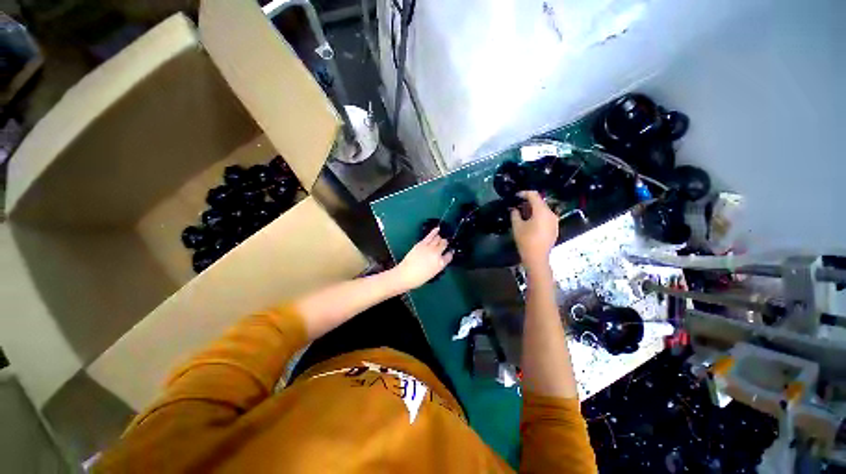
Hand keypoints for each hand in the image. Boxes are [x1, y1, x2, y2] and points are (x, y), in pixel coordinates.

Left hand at [394, 228, 453, 289]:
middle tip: (445, 243)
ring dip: (440, 238)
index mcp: (441, 264)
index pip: (449, 256)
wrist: (405, 274)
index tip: (450, 251)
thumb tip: (440, 258)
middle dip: (445, 243)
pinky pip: (430, 236)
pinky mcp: (422, 243)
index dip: (450, 253)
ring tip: (440, 237)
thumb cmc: (419, 278)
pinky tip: (437, 229)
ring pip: (438, 238)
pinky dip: (434, 231)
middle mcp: (437, 254)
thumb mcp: (433, 273)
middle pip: (444, 244)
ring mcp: (429, 247)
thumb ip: (438, 264)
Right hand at [510, 191, 557, 271]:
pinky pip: (546, 217)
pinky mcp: (555, 228)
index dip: (524, 193)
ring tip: (523, 214)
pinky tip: (531, 222)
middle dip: (528, 202)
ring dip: (533, 209)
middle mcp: (551, 213)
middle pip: (540, 202)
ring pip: (543, 210)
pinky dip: (538, 216)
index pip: (534, 195)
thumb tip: (514, 209)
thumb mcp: (517, 226)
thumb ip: (515, 214)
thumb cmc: (525, 241)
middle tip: (517, 206)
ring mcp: (554, 221)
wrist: (537, 258)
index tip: (516, 196)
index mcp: (542, 211)